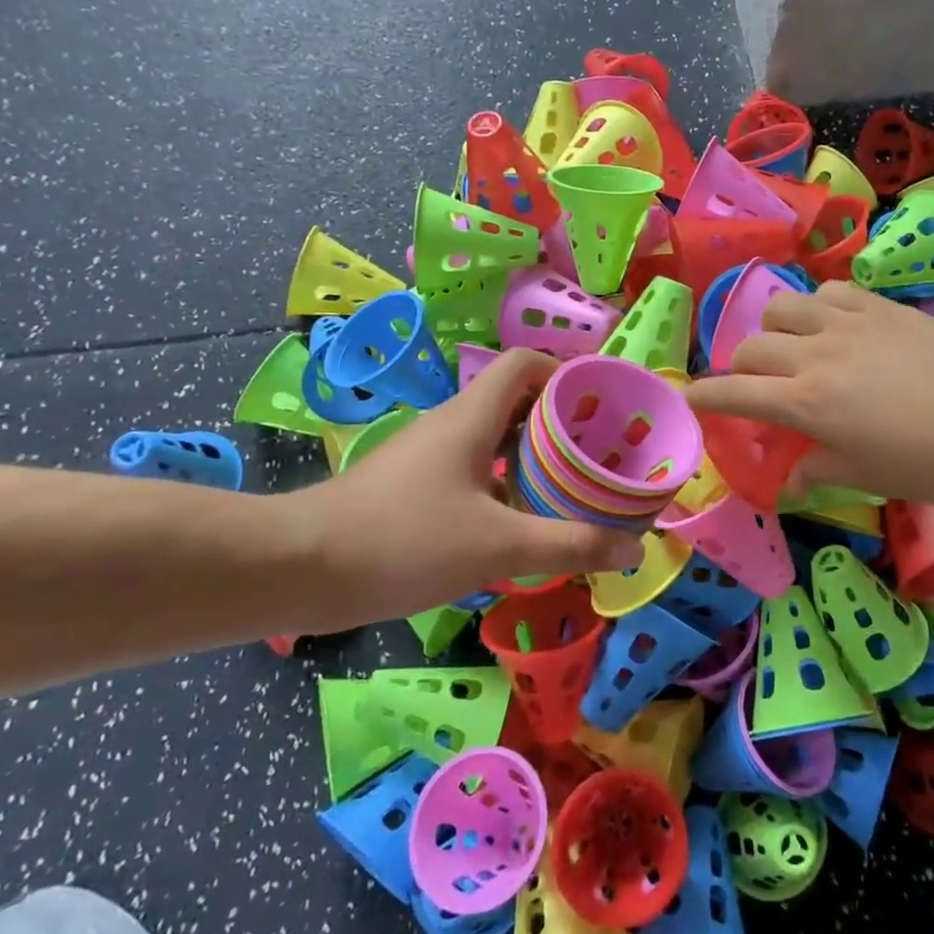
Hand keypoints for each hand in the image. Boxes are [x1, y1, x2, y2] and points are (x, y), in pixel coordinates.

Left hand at [280, 348, 643, 629]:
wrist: (298, 568)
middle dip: (562, 425)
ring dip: (535, 461)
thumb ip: (570, 544)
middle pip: (518, 404)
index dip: (568, 375)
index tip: (604, 409)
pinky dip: (507, 489)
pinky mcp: (414, 490)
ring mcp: (430, 458)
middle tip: (602, 457)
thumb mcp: (498, 546)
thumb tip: (635, 549)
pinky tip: (523, 527)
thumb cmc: (404, 539)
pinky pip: (475, 475)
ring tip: (574, 491)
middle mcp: (453, 426)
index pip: (527, 364)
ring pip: (496, 443)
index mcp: (473, 416)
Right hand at [685, 282, 933, 502]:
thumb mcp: (870, 476)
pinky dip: (816, 306)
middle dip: (739, 368)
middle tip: (755, 387)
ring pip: (782, 307)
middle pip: (751, 346)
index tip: (690, 397)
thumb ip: (820, 470)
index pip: (735, 393)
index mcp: (806, 403)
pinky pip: (828, 291)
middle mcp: (815, 355)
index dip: (705, 395)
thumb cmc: (933, 457)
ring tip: (790, 347)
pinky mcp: (877, 305)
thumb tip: (790, 478)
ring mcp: (846, 322)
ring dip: (773, 328)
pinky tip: (833, 324)